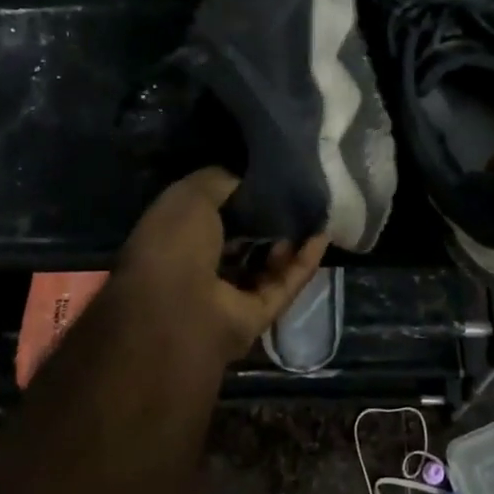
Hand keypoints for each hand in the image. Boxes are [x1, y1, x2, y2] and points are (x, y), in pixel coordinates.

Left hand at [116, 168, 327, 365]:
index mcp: (172, 239)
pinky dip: (302, 263)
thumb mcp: (190, 196)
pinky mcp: (256, 316)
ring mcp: (227, 296)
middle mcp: (197, 269)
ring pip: (263, 267)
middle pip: (237, 242)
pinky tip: (321, 237)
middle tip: (291, 196)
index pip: (206, 216)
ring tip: (310, 214)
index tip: (260, 179)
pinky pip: (283, 285)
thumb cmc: (176, 245)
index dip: (232, 197)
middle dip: (262, 221)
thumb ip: (218, 181)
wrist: (183, 309)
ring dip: (285, 242)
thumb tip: (243, 178)